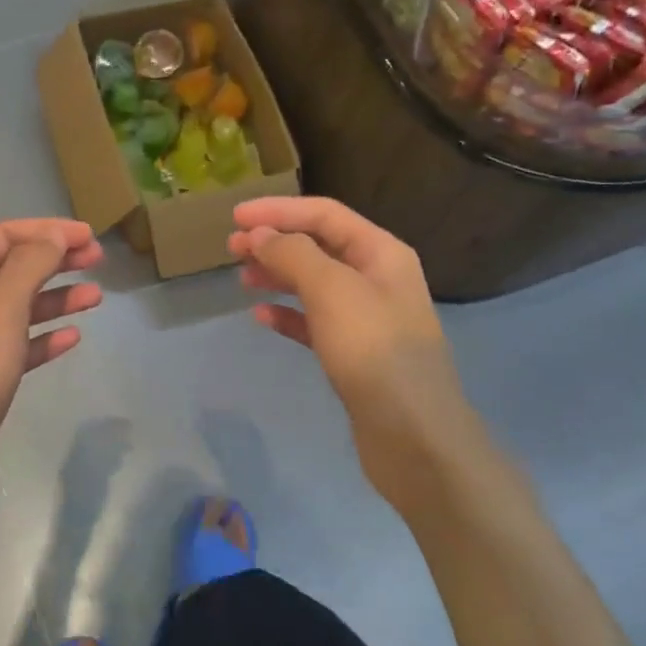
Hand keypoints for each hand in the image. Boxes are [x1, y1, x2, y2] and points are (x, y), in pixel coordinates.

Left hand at [0, 218, 103, 527]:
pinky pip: (20, 348)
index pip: (2, 237)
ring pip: (19, 310)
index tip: (89, 236)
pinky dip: (45, 338)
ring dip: (56, 298)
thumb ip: (30, 266)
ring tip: (96, 297)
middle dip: (55, 260)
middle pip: (12, 270)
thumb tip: (55, 237)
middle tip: (98, 260)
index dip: (46, 230)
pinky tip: (72, 337)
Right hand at [230, 197, 481, 490]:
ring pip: (313, 284)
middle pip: (318, 246)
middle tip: (231, 248)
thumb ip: (293, 255)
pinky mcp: (354, 354)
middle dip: (275, 242)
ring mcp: (367, 318)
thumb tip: (262, 235)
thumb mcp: (331, 290)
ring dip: (277, 276)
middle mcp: (377, 278)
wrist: (413, 435)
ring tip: (242, 279)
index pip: (324, 215)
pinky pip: (314, 322)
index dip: (278, 210)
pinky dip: (287, 315)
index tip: (235, 216)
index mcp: (381, 253)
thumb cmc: (373, 351)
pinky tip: (261, 317)